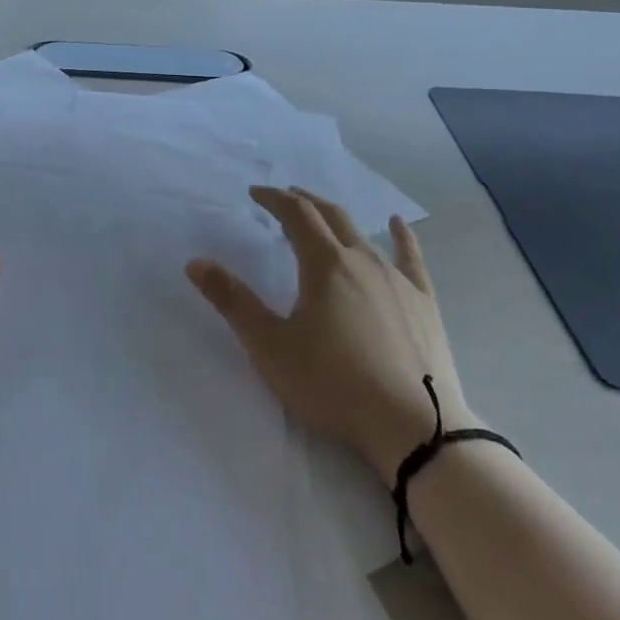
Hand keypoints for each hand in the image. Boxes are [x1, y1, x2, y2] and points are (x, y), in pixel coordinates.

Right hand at [187, 186, 474, 486]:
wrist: (414, 426)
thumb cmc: (333, 385)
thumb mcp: (270, 346)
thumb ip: (233, 301)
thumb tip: (195, 262)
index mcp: (324, 265)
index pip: (296, 215)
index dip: (274, 199)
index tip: (255, 193)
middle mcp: (362, 260)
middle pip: (330, 216)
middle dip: (304, 202)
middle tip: (284, 197)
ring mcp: (398, 279)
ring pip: (364, 234)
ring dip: (338, 219)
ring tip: (322, 215)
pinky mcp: (424, 302)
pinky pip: (411, 258)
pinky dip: (401, 236)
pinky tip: (398, 224)